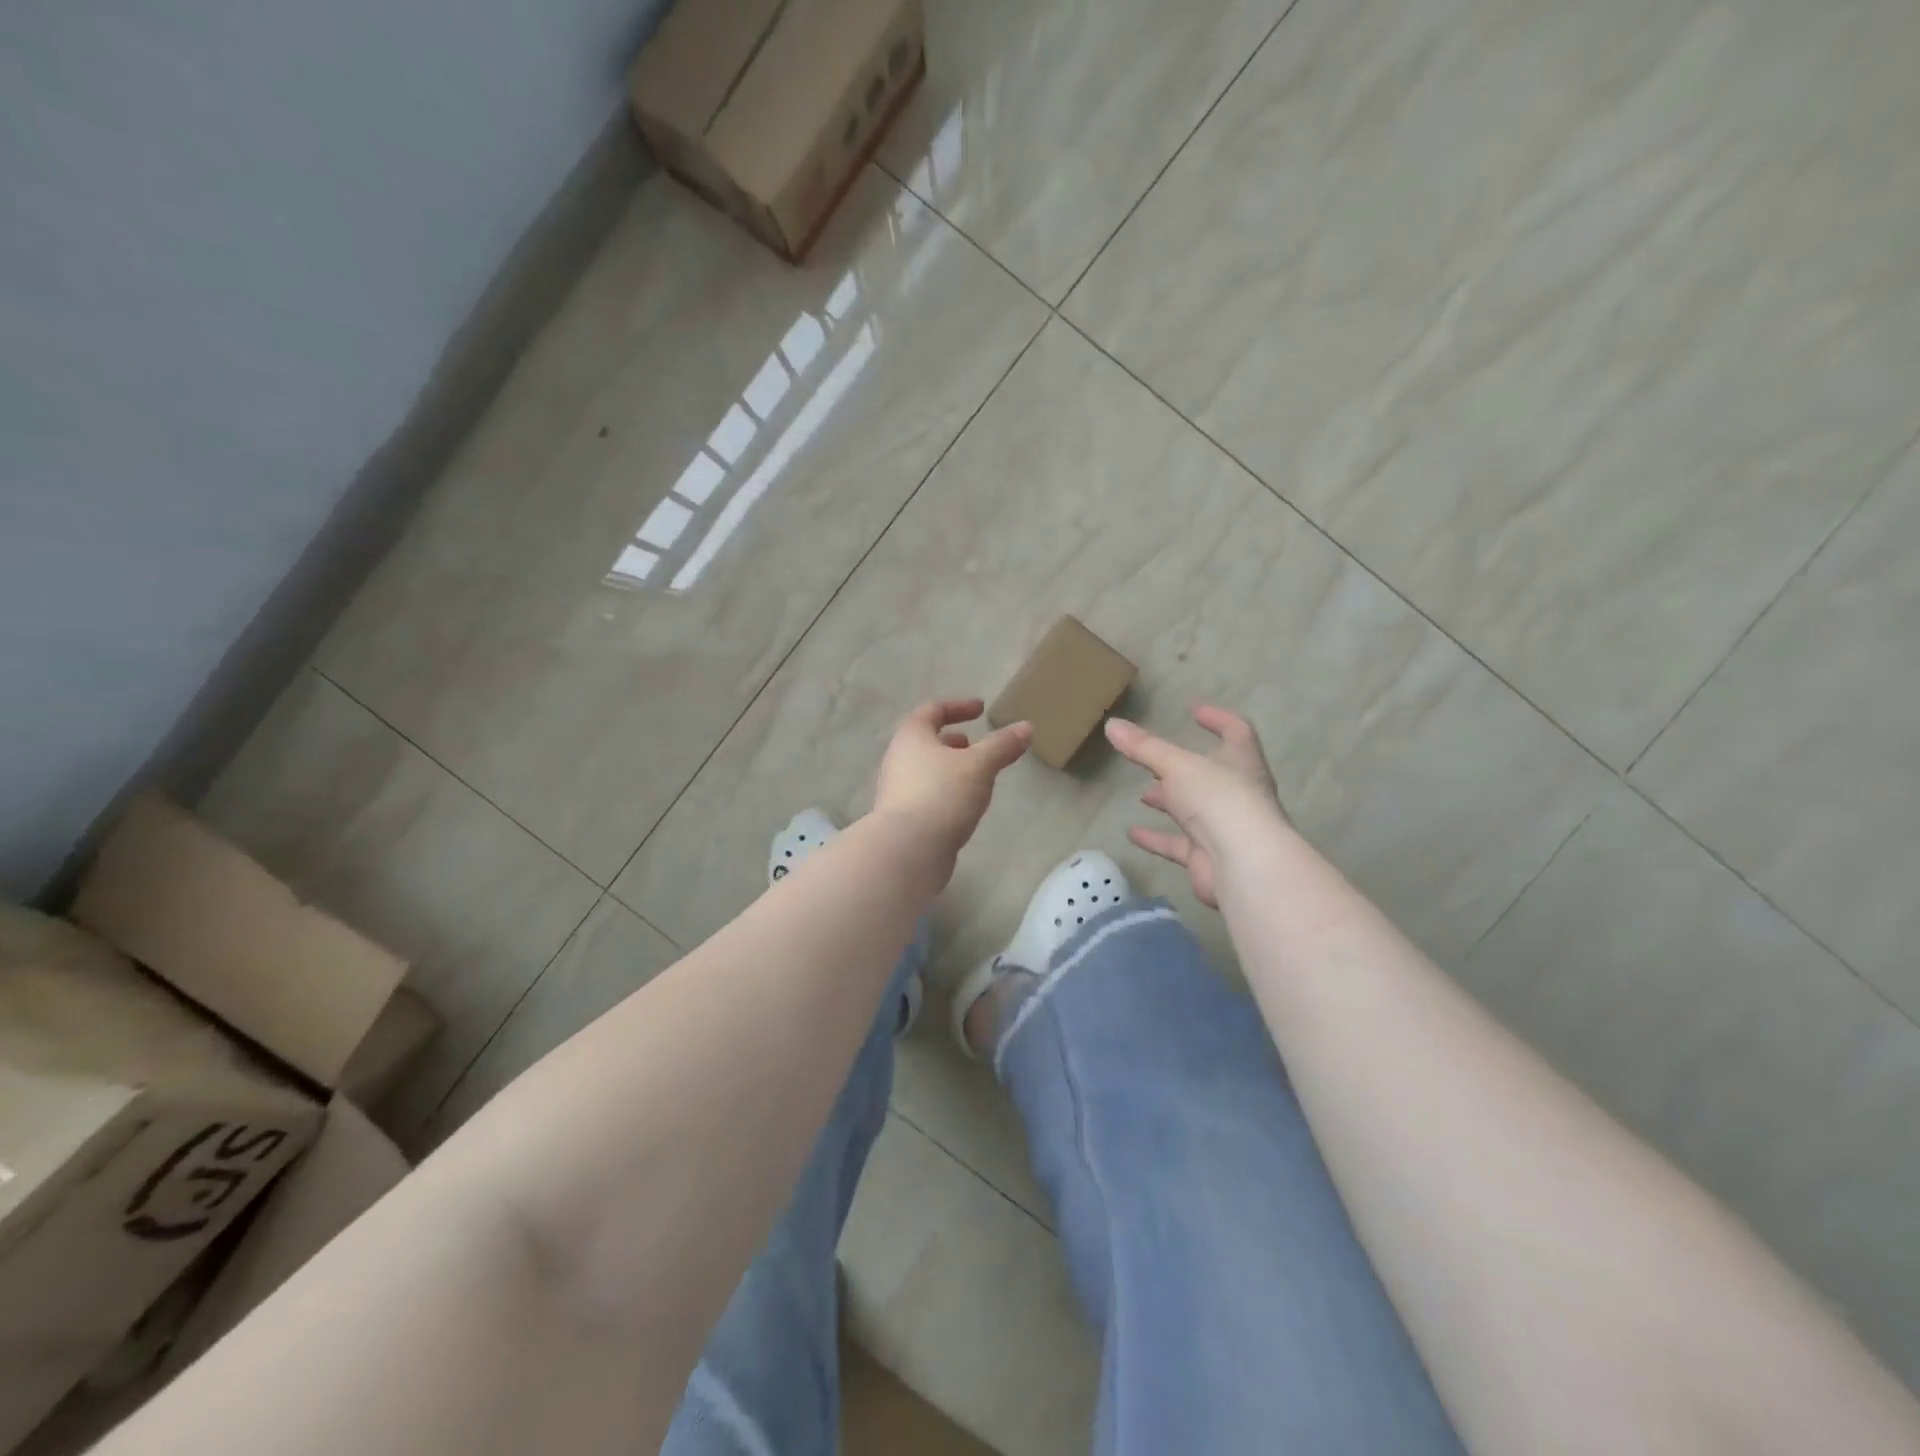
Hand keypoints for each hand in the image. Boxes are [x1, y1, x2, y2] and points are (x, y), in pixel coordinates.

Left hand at [874, 698, 1031, 872]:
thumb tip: (1026, 727)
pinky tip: (965, 805)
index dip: (958, 706)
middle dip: (953, 741)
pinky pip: (927, 794)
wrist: (907, 851)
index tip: (981, 709)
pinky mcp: (903, 818)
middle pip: (926, 741)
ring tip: (977, 776)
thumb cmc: (942, 795)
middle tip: (976, 744)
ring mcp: (897, 790)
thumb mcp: (979, 766)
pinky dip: (946, 791)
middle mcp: (899, 759)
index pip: (932, 710)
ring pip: (926, 769)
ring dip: (950, 767)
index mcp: (912, 736)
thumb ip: (1002, 745)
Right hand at [1106, 707, 1286, 907]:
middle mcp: (1238, 793)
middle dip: (1183, 768)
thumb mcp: (1176, 765)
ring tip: (1143, 794)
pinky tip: (1132, 833)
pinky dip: (1157, 837)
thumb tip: (1111, 724)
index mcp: (1241, 762)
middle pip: (1211, 774)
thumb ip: (1144, 747)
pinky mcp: (1209, 857)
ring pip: (1195, 810)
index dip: (1218, 719)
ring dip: (1171, 801)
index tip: (1195, 711)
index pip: (1236, 731)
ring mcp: (1225, 828)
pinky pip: (1179, 844)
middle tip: (1155, 761)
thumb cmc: (1218, 800)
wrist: (1242, 865)